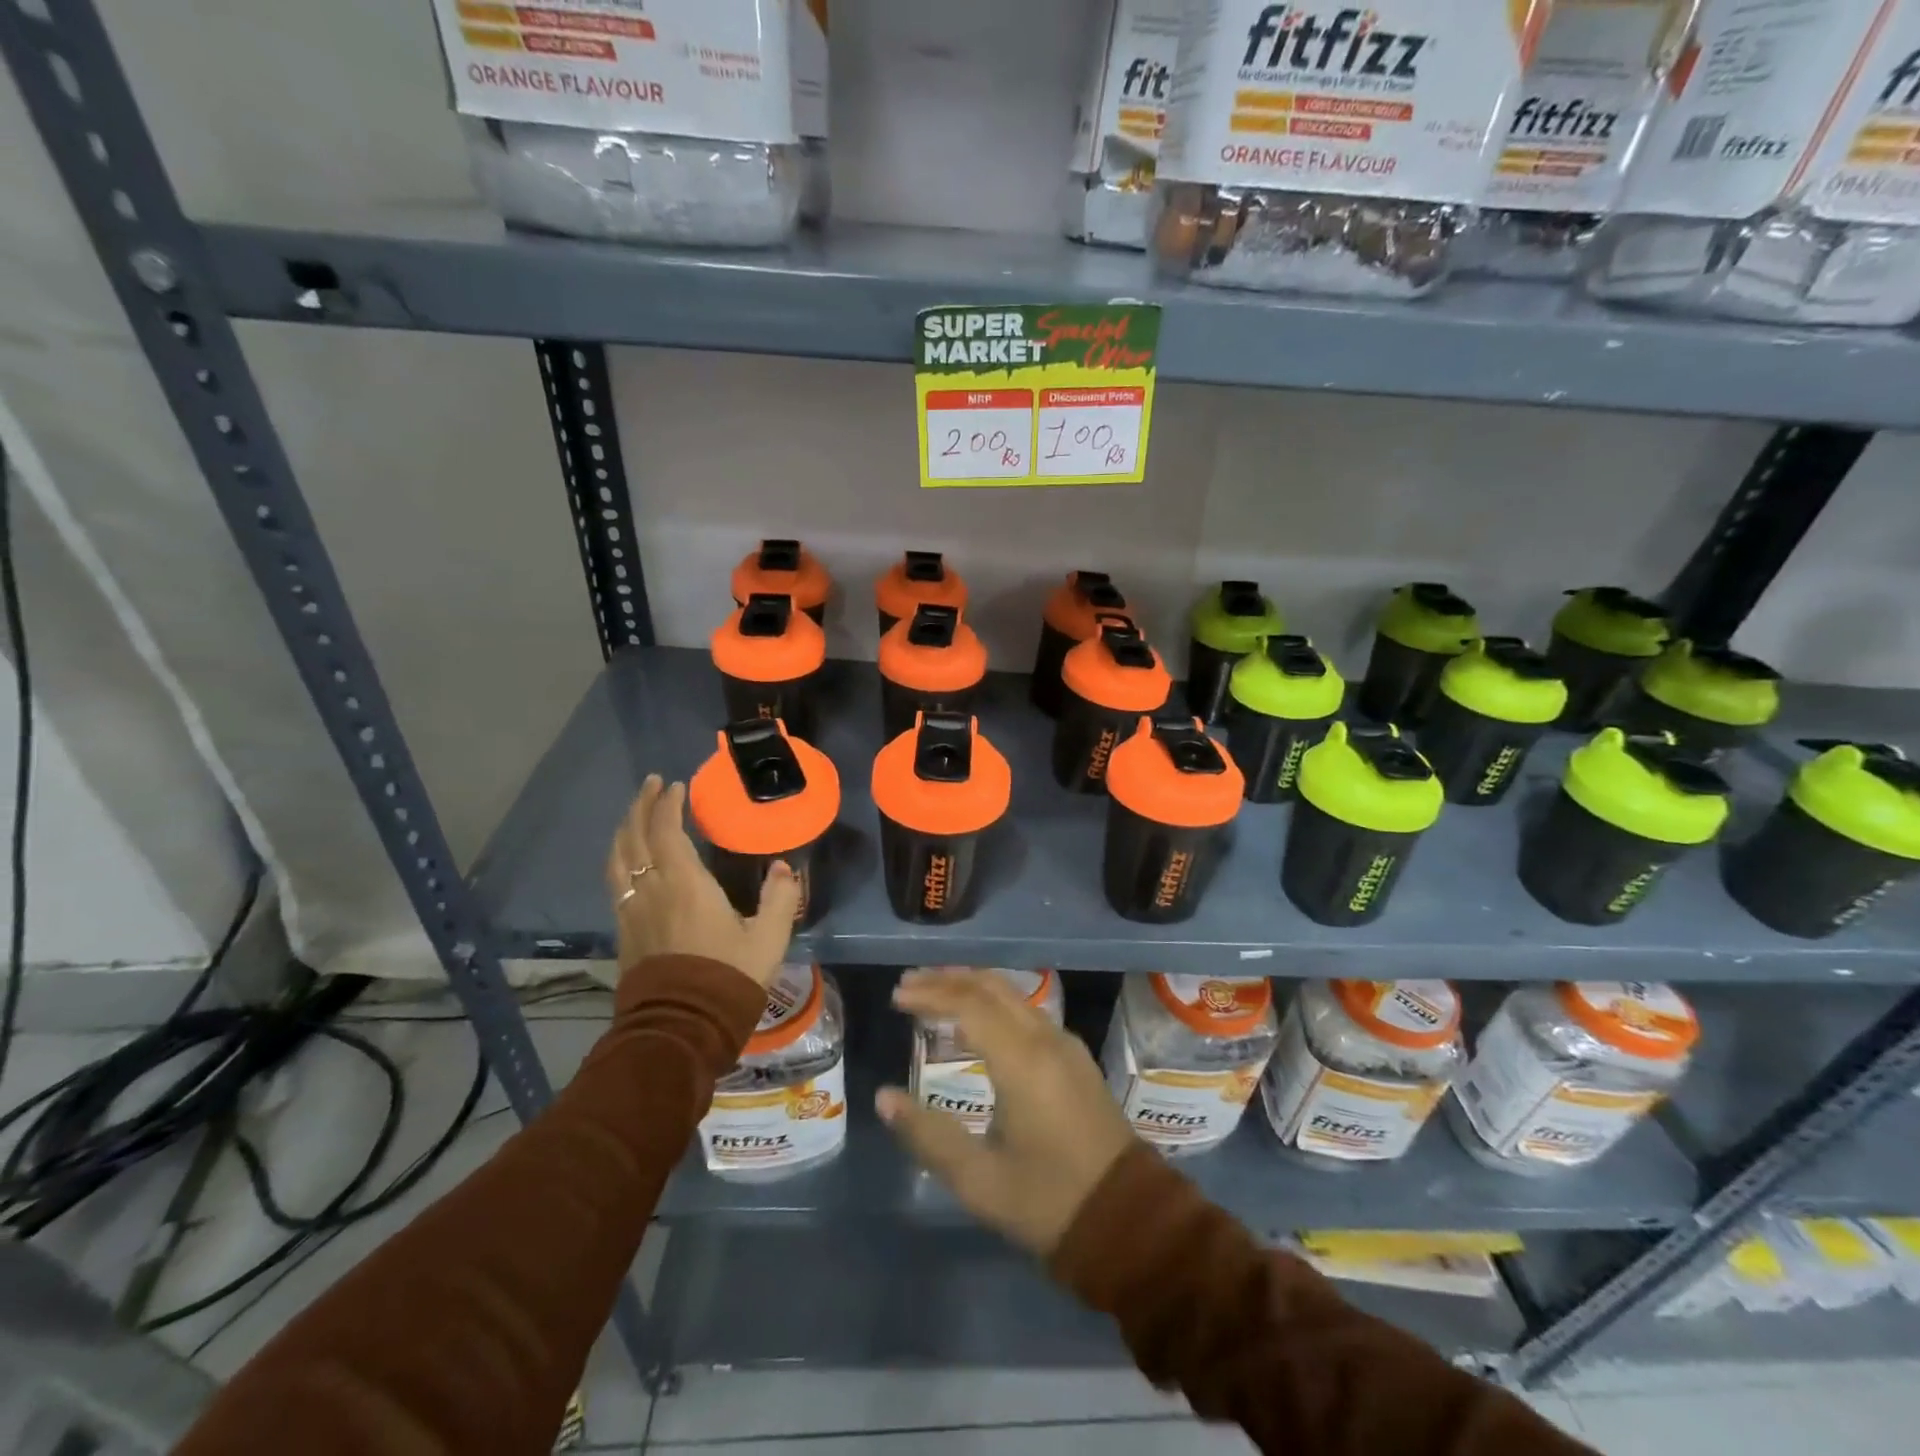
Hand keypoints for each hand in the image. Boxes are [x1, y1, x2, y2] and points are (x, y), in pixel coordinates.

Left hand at [605, 775, 800, 994]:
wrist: (682, 1028)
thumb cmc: (728, 977)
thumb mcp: (769, 938)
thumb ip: (781, 898)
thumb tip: (785, 868)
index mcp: (685, 884)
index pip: (667, 831)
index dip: (668, 804)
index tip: (675, 785)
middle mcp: (651, 890)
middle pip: (634, 837)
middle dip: (641, 806)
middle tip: (651, 785)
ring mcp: (632, 911)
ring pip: (618, 859)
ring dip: (625, 830)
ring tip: (635, 815)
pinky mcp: (624, 932)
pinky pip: (615, 882)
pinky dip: (620, 858)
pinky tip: (628, 860)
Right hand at [876, 969, 1138, 1255]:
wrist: (1129, 1220)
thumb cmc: (1049, 1202)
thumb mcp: (980, 1180)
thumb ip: (928, 1136)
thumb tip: (884, 1098)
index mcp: (1022, 1061)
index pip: (969, 1005)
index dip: (930, 994)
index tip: (897, 995)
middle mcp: (1046, 1039)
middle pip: (992, 987)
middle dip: (948, 979)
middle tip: (909, 985)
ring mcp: (1066, 1045)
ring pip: (1012, 995)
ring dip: (972, 987)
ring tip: (935, 994)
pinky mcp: (1076, 1058)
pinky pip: (1027, 1011)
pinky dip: (994, 1003)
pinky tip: (977, 1022)